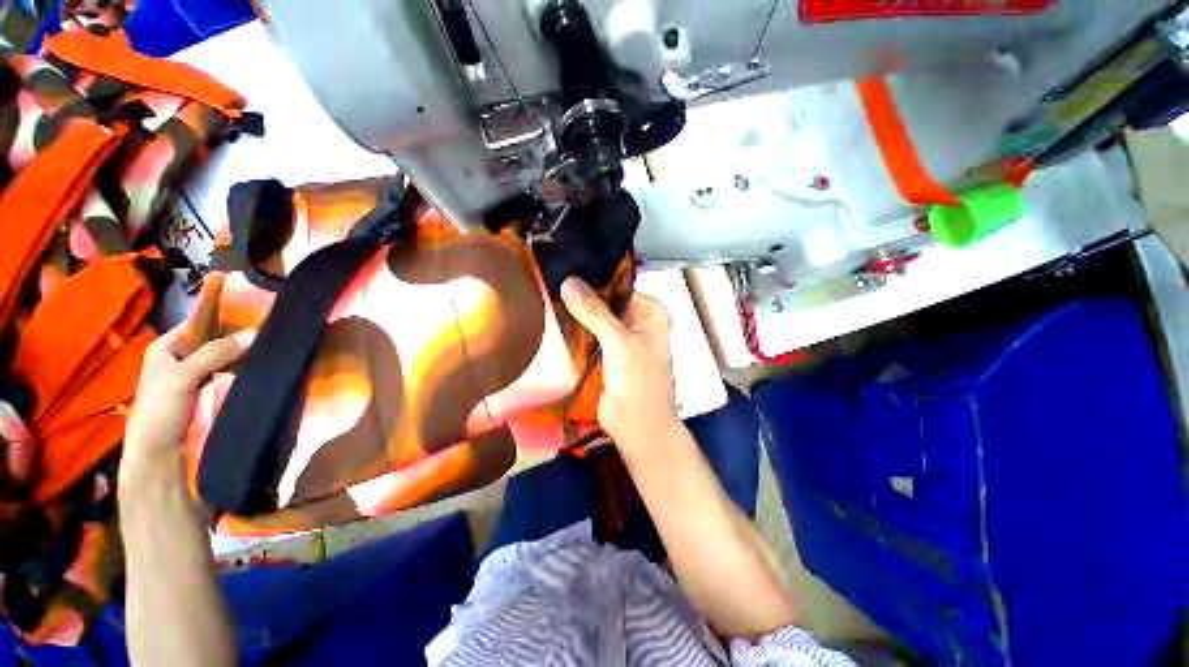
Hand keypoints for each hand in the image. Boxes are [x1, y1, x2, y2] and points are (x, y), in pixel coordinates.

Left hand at [122, 276, 254, 484]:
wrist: (161, 456)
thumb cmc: (160, 411)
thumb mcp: (182, 377)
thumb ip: (214, 353)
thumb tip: (255, 332)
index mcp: (167, 346)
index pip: (200, 321)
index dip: (226, 315)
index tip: (258, 311)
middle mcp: (184, 356)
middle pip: (217, 339)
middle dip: (241, 335)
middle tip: (274, 329)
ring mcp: (200, 375)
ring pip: (228, 356)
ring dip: (247, 353)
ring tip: (276, 345)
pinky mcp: (214, 391)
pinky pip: (233, 372)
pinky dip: (247, 368)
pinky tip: (266, 365)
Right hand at [561, 277, 677, 448]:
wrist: (637, 431)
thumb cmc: (639, 386)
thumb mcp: (620, 344)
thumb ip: (596, 313)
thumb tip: (569, 282)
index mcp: (649, 313)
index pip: (617, 287)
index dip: (592, 281)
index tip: (562, 274)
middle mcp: (635, 321)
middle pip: (604, 302)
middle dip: (579, 298)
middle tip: (548, 285)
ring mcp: (618, 338)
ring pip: (592, 319)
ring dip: (573, 314)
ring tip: (544, 299)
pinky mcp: (603, 354)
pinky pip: (585, 336)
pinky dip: (571, 331)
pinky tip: (550, 322)